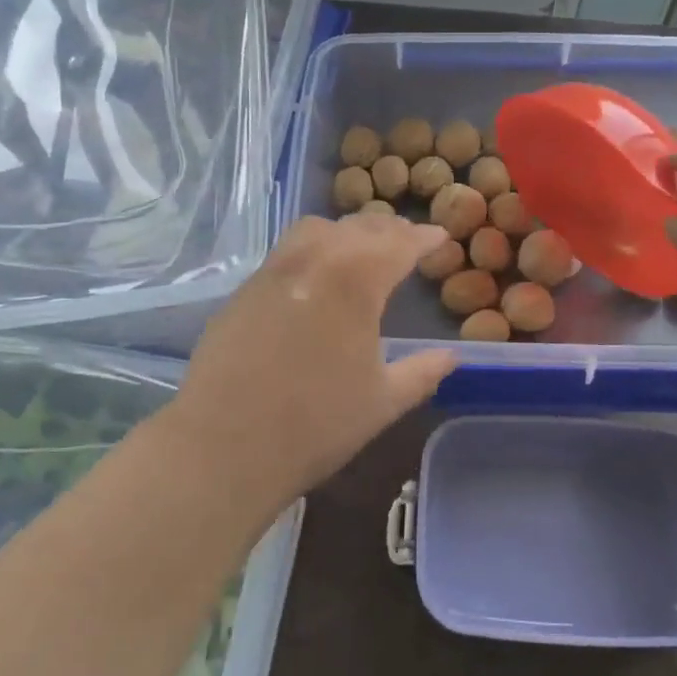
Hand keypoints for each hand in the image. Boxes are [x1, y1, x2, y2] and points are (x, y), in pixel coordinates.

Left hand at [162, 212, 457, 508]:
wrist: (224, 447)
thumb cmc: (315, 426)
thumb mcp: (383, 402)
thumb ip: (422, 372)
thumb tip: (452, 357)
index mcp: (354, 283)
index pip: (398, 244)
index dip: (423, 239)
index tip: (439, 238)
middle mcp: (312, 263)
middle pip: (357, 228)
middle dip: (389, 230)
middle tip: (408, 241)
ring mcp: (271, 273)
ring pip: (315, 229)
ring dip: (346, 231)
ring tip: (361, 249)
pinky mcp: (242, 292)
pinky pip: (286, 252)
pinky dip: (313, 249)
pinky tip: (317, 279)